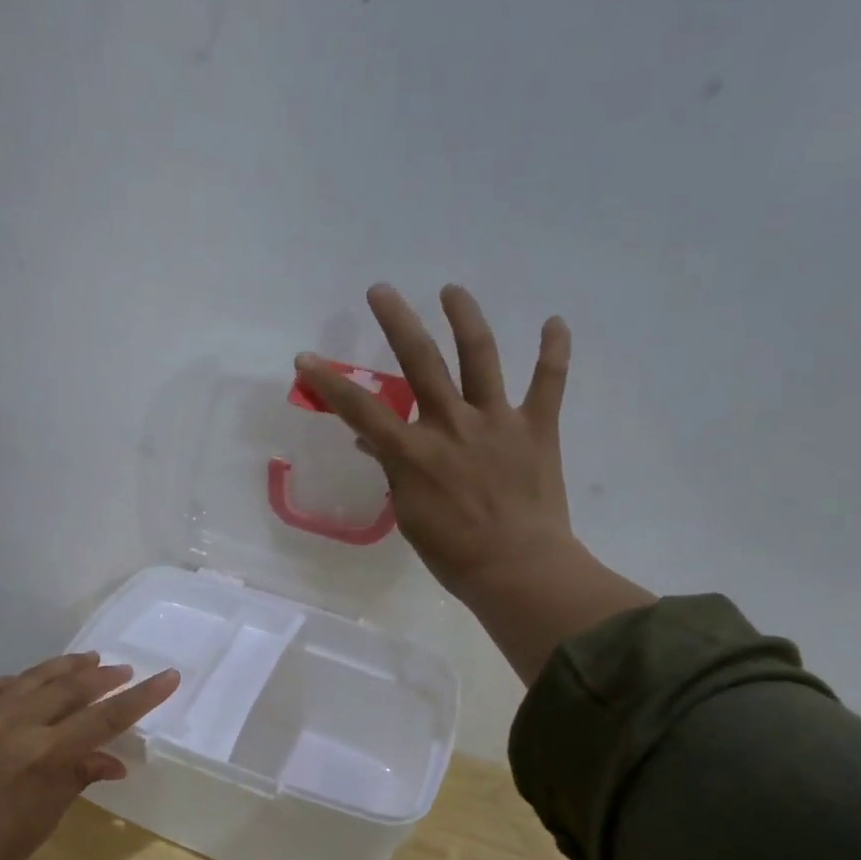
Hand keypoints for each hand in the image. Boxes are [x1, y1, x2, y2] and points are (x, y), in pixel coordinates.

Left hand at [0, 652, 178, 859]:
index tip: (168, 676)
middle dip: (104, 677)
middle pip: (72, 688)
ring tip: (88, 660)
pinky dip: (19, 680)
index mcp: (46, 754)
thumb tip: (113, 761)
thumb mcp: (45, 818)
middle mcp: (18, 725)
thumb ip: (78, 778)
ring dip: (65, 667)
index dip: (141, 696)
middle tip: (124, 671)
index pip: (106, 717)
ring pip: (34, 678)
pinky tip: (28, 680)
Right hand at [296, 283, 652, 684]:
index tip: (306, 359)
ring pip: (481, 356)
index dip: (330, 383)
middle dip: (397, 322)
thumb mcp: (409, 515)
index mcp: (414, 451)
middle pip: (420, 361)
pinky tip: (554, 322)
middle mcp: (452, 424)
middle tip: (381, 290)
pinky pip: (549, 382)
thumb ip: (394, 472)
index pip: (361, 409)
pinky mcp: (537, 428)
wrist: (518, 569)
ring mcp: (497, 421)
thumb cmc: (453, 553)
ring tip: (452, 290)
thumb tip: (374, 444)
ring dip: (465, 318)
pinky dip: (554, 351)